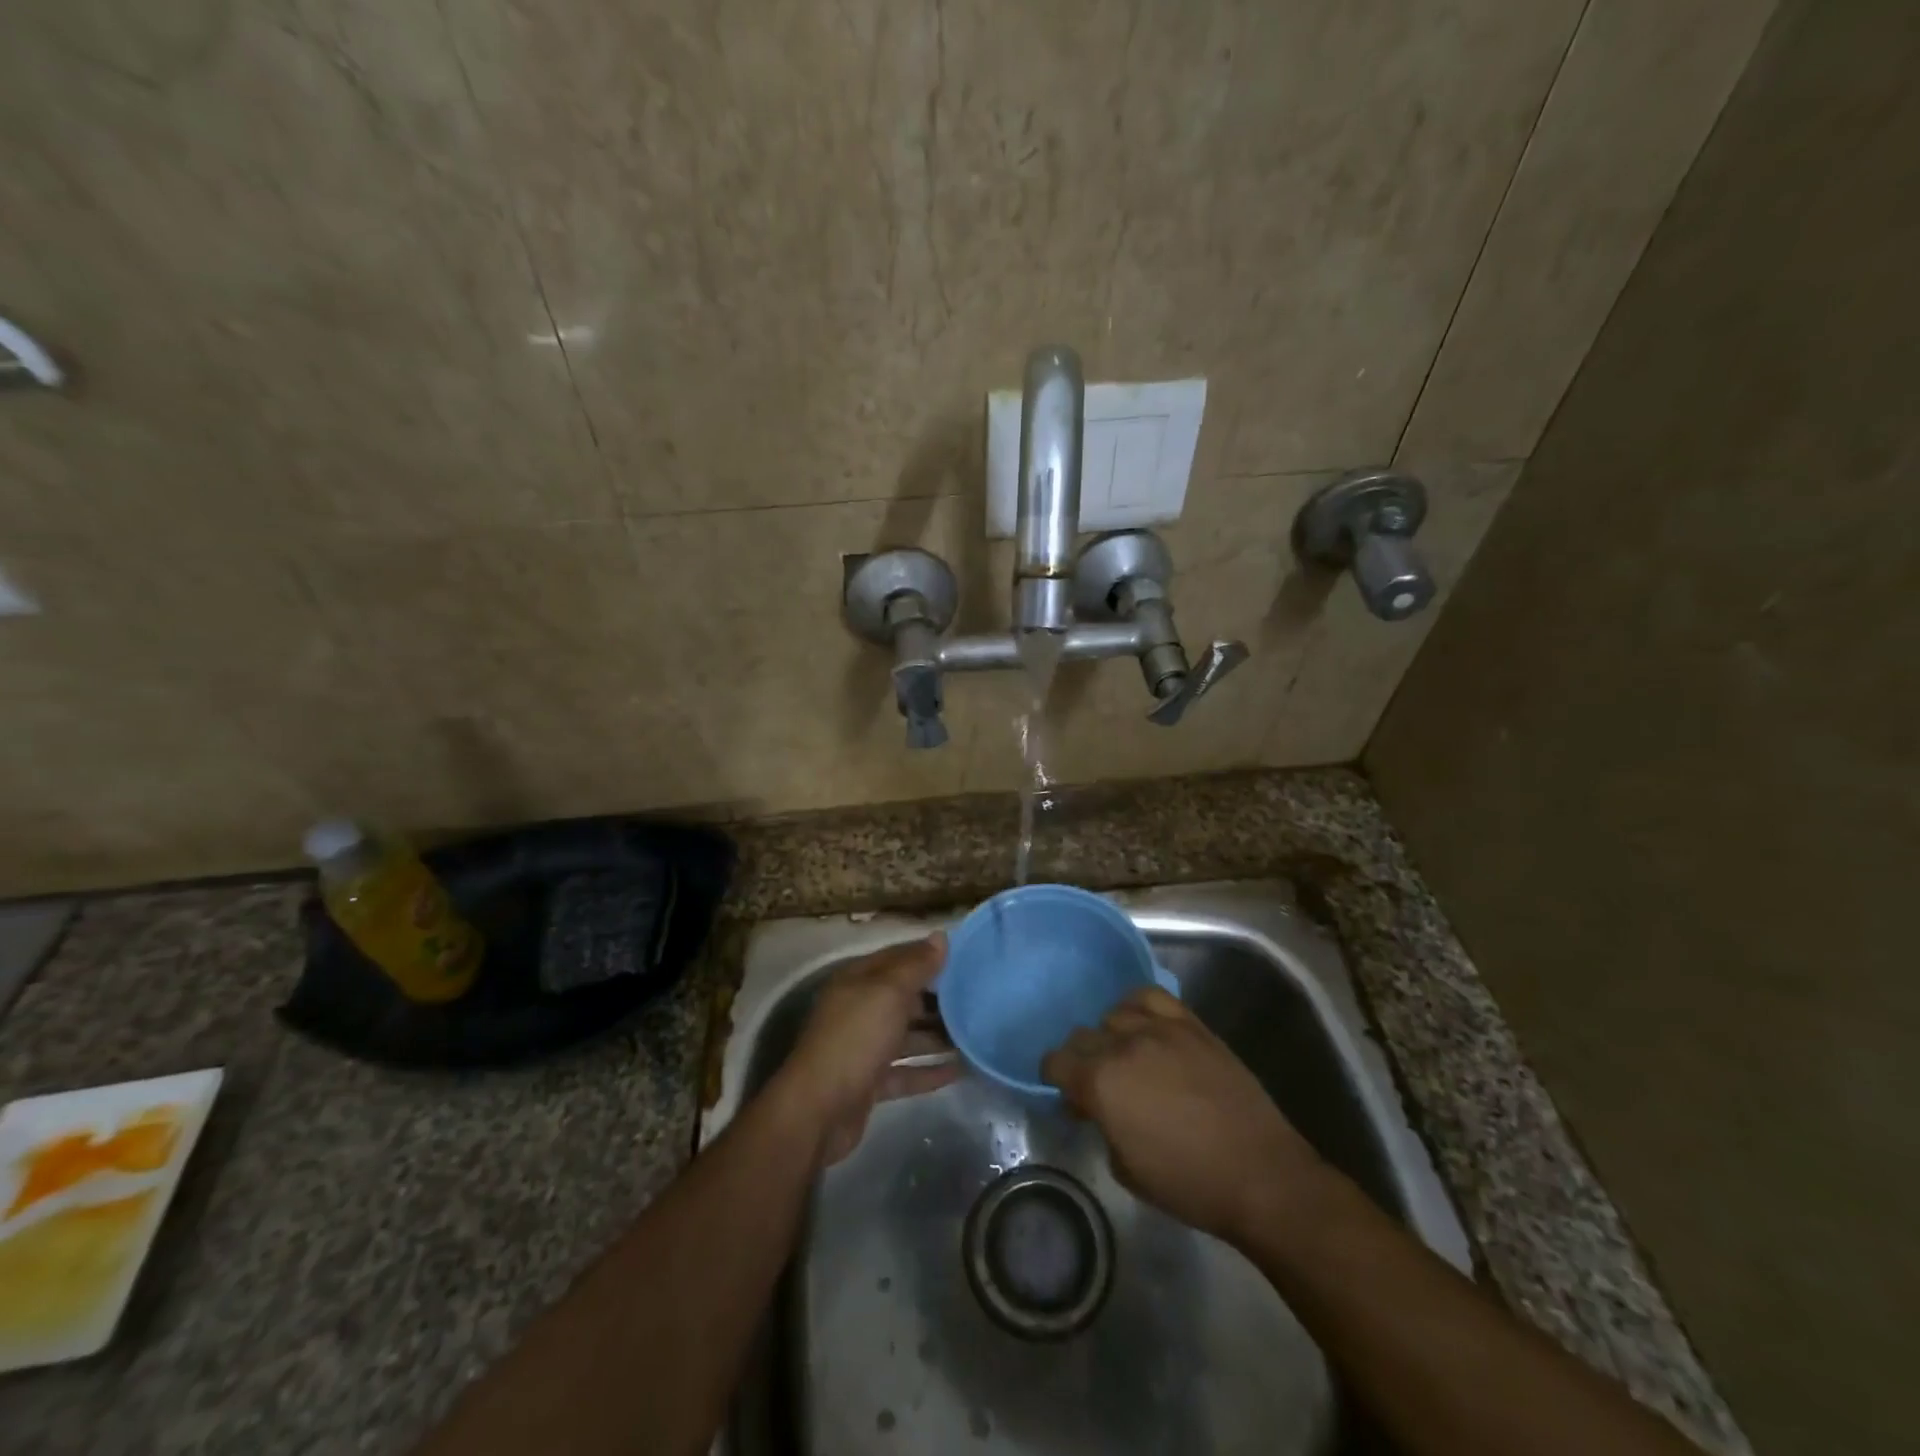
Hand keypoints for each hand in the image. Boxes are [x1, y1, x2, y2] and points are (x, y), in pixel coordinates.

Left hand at [777, 935, 957, 1164]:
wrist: (819, 1110)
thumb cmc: (855, 1038)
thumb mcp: (888, 992)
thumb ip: (916, 965)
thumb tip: (940, 936)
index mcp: (858, 981)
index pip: (898, 958)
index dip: (929, 955)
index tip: (966, 957)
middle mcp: (859, 1009)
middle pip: (904, 998)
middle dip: (938, 998)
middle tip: (978, 999)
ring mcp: (863, 1048)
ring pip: (907, 1036)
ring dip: (938, 1036)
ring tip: (976, 1035)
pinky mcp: (870, 1083)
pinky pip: (906, 1072)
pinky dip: (930, 1071)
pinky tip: (960, 1070)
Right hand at [1042, 988, 1323, 1244]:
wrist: (1261, 1174)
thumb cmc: (1189, 1184)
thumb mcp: (1125, 1168)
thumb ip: (1100, 1125)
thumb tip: (1093, 1105)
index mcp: (1101, 1083)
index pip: (1056, 1061)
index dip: (1054, 1077)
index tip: (1067, 1095)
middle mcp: (1124, 1046)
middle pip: (1082, 1036)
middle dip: (1081, 1059)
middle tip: (1097, 1085)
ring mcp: (1160, 1030)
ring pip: (1114, 1014)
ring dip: (1110, 1036)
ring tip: (1125, 1056)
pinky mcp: (1191, 1025)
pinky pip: (1151, 997)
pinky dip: (1137, 1007)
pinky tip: (1143, 1026)